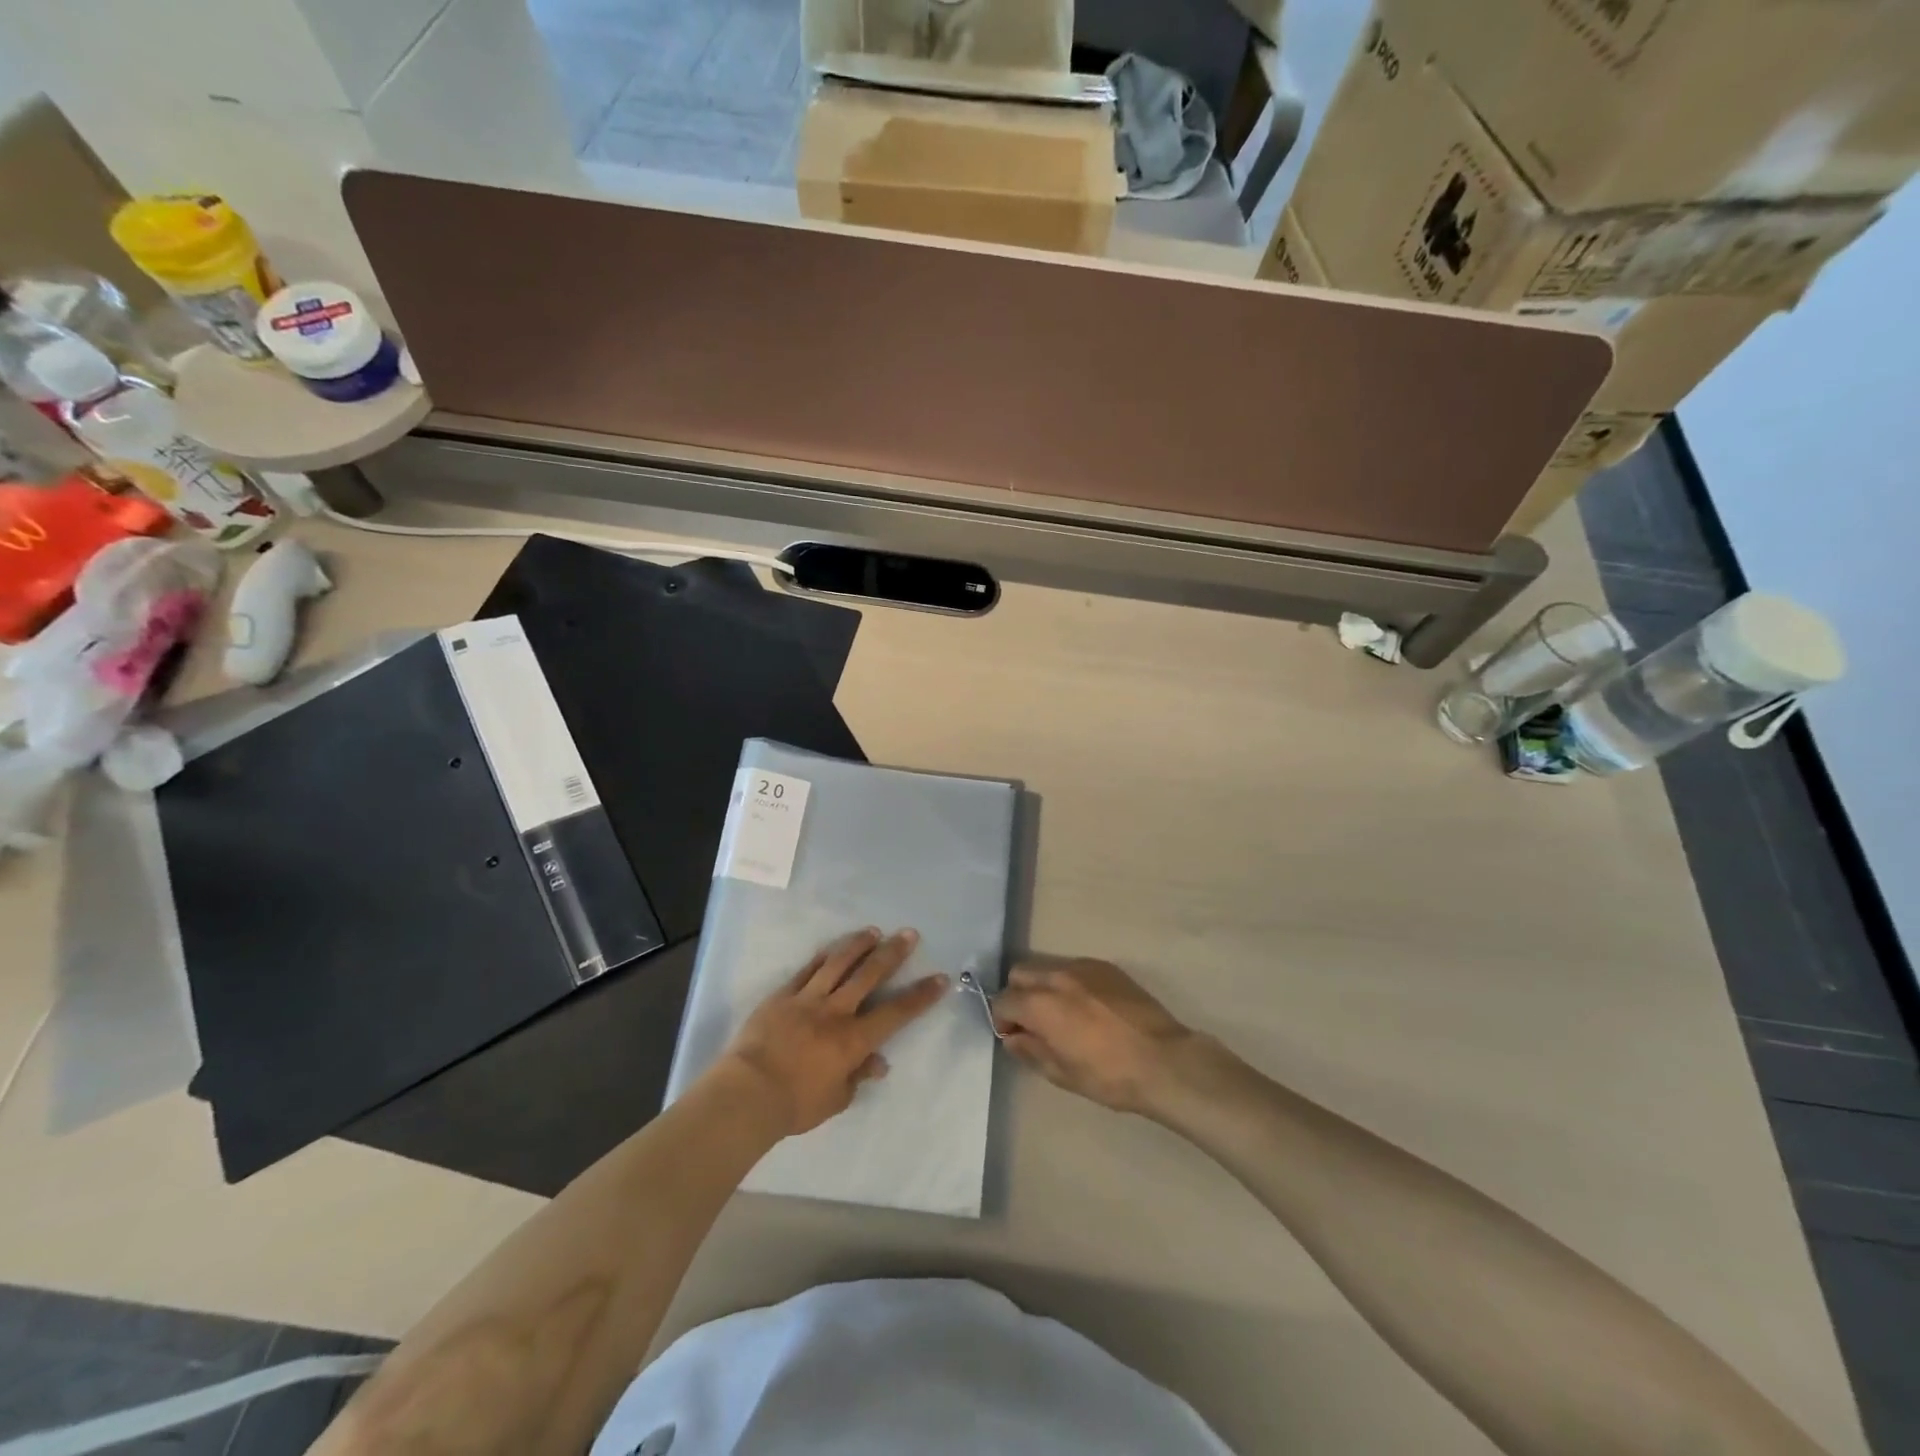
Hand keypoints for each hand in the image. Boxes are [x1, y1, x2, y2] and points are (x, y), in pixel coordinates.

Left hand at [717, 928, 948, 1136]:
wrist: (747, 1093)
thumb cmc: (795, 1104)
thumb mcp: (836, 1099)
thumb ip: (858, 1077)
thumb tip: (878, 1063)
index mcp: (853, 1039)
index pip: (896, 1013)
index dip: (921, 996)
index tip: (940, 978)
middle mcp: (836, 1011)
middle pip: (869, 975)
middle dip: (892, 953)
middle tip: (909, 934)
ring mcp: (807, 999)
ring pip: (838, 963)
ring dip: (858, 945)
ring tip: (873, 931)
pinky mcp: (783, 995)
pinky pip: (807, 970)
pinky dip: (823, 957)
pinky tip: (832, 948)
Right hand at [991, 957, 1194, 1114]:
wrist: (1163, 1060)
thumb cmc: (1109, 1076)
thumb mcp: (1062, 1074)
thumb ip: (1031, 1050)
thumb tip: (1013, 1038)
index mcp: (1041, 1005)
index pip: (1003, 1000)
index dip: (1002, 1019)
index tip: (1014, 1036)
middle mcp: (1057, 976)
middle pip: (1020, 973)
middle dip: (1018, 995)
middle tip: (1033, 1022)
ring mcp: (1083, 967)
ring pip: (1048, 967)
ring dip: (1043, 986)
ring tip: (1062, 1013)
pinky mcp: (1106, 967)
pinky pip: (1075, 967)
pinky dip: (1069, 983)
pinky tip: (1087, 1007)